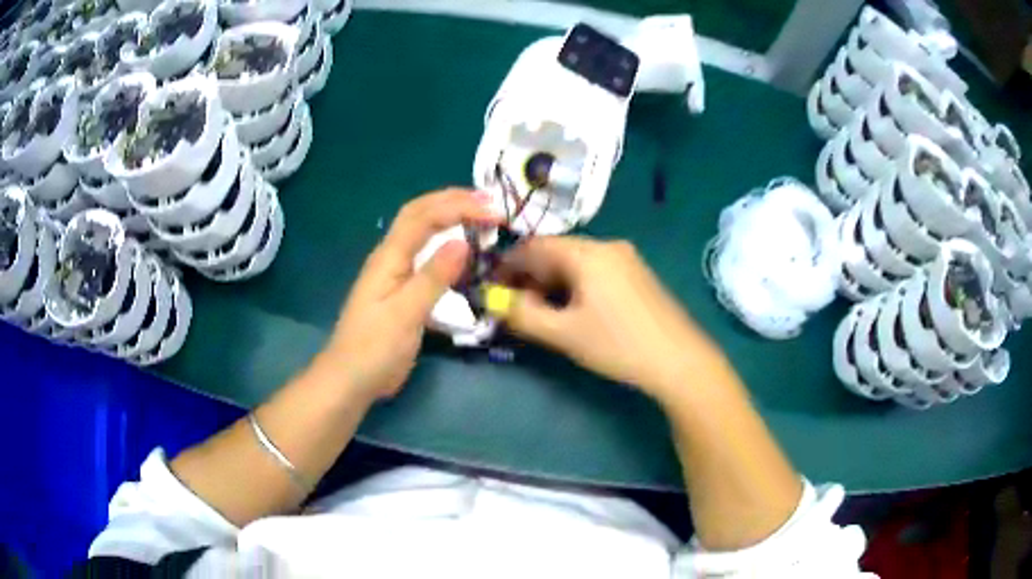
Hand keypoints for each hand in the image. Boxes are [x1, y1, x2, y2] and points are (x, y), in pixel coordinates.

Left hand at [320, 189, 499, 400]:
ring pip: (421, 232)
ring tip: (479, 216)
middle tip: (489, 203)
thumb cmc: (375, 348)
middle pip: (419, 214)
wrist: (350, 378)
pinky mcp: (400, 289)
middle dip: (453, 201)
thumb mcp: (406, 313)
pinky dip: (445, 243)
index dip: (458, 206)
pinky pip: (425, 255)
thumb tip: (462, 242)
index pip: (424, 216)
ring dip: (449, 217)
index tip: (493, 212)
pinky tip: (460, 251)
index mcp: (389, 257)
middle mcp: (390, 256)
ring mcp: (393, 272)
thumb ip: (433, 277)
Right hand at [498, 236, 721, 400]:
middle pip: (555, 252)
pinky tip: (571, 309)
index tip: (491, 289)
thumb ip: (522, 315)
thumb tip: (492, 300)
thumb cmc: (618, 345)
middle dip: (529, 276)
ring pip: (575, 262)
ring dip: (551, 282)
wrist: (680, 360)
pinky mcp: (637, 275)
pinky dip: (574, 285)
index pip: (534, 246)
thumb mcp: (564, 333)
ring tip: (539, 311)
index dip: (507, 265)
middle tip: (513, 305)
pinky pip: (594, 271)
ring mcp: (626, 259)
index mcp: (587, 253)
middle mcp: (607, 246)